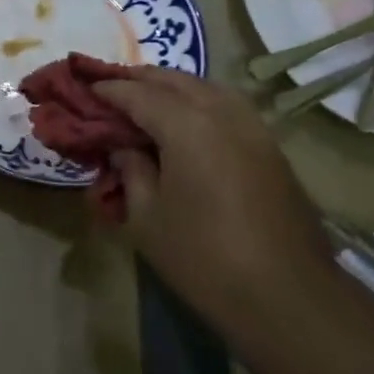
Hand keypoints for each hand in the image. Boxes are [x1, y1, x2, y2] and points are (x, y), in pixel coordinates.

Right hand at [93, 68, 335, 334]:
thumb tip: (124, 148)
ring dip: (173, 86)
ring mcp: (252, 126)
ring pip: (206, 87)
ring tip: (148, 98)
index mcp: (186, 125)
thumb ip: (131, 171)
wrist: (286, 294)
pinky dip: (201, 101)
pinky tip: (189, 119)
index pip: (138, 94)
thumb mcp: (147, 219)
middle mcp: (221, 112)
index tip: (87, 89)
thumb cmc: (204, 258)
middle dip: (141, 79)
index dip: (109, 91)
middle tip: (112, 87)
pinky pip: (228, 105)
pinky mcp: (270, 146)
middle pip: (175, 80)